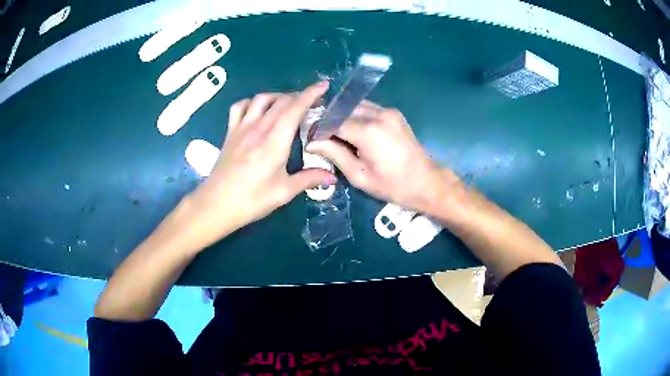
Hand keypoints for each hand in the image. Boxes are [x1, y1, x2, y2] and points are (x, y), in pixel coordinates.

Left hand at [183, 82, 335, 247]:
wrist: (216, 205)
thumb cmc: (251, 200)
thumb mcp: (284, 192)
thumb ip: (309, 179)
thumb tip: (333, 177)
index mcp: (275, 140)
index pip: (295, 108)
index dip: (310, 94)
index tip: (323, 86)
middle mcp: (258, 127)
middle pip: (281, 101)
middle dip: (299, 96)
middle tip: (312, 103)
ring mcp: (241, 128)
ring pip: (260, 99)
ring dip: (277, 96)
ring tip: (287, 104)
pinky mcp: (230, 133)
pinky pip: (239, 107)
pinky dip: (251, 102)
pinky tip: (257, 110)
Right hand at [306, 101, 459, 212]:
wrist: (426, 181)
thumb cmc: (392, 185)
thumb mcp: (359, 175)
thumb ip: (334, 154)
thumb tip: (311, 143)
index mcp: (368, 131)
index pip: (332, 121)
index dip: (318, 129)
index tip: (309, 140)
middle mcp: (378, 114)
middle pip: (342, 109)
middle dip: (328, 120)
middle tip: (319, 136)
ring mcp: (388, 111)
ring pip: (354, 105)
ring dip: (341, 116)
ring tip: (334, 133)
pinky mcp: (393, 113)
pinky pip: (367, 108)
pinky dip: (355, 115)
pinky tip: (352, 130)